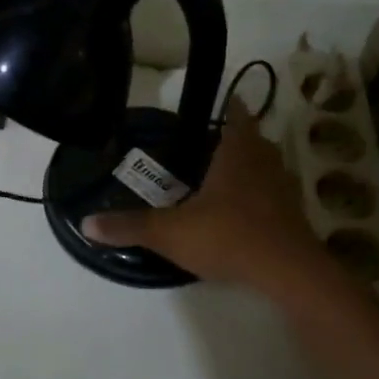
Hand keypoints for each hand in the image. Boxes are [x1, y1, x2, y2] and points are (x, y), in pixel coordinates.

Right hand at [83, 100, 329, 292]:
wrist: (288, 274)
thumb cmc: (228, 236)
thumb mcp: (170, 232)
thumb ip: (129, 226)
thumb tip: (85, 224)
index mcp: (238, 153)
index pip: (236, 115)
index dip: (228, 107)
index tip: (217, 104)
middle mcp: (265, 163)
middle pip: (252, 140)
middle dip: (233, 140)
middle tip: (205, 145)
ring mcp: (284, 190)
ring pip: (265, 168)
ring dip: (247, 169)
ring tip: (219, 177)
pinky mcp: (293, 217)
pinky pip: (272, 196)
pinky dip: (257, 197)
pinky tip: (238, 213)